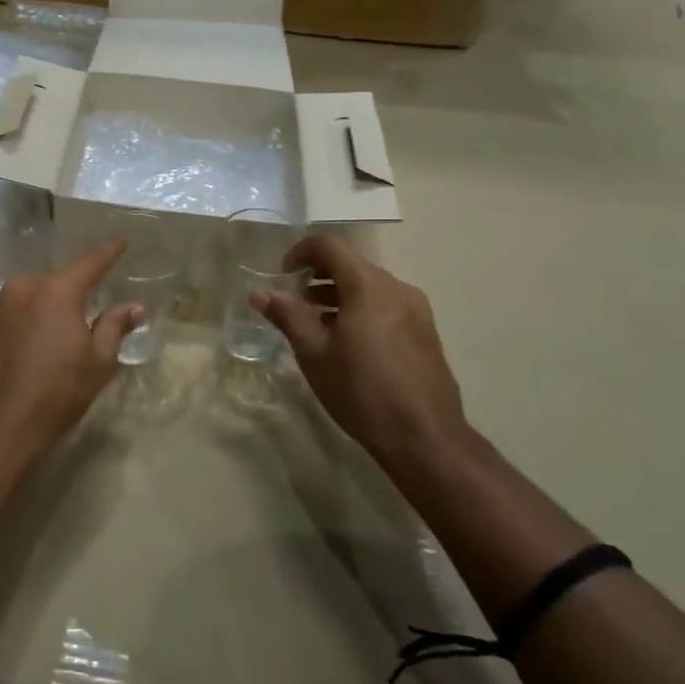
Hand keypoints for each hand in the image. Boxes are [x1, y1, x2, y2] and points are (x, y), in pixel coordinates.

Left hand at [0, 242, 141, 462]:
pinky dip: (25, 321)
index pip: (89, 263)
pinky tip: (30, 346)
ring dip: (45, 307)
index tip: (121, 242)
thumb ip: (115, 327)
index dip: (108, 253)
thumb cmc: (56, 393)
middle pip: (56, 282)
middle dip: (72, 291)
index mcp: (56, 291)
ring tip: (57, 333)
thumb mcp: (97, 362)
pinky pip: (11, 313)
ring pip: (30, 296)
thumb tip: (135, 306)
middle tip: (87, 308)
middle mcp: (23, 288)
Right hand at [252, 234, 467, 468]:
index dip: (301, 252)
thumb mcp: (314, 353)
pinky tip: (347, 344)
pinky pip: (386, 306)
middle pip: (351, 265)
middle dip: (317, 277)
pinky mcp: (425, 332)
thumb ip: (287, 316)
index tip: (284, 276)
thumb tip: (259, 293)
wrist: (424, 438)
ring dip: (338, 295)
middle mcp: (397, 288)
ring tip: (316, 326)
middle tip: (295, 303)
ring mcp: (416, 310)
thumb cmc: (361, 391)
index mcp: (368, 286)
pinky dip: (360, 310)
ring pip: (369, 287)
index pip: (330, 245)